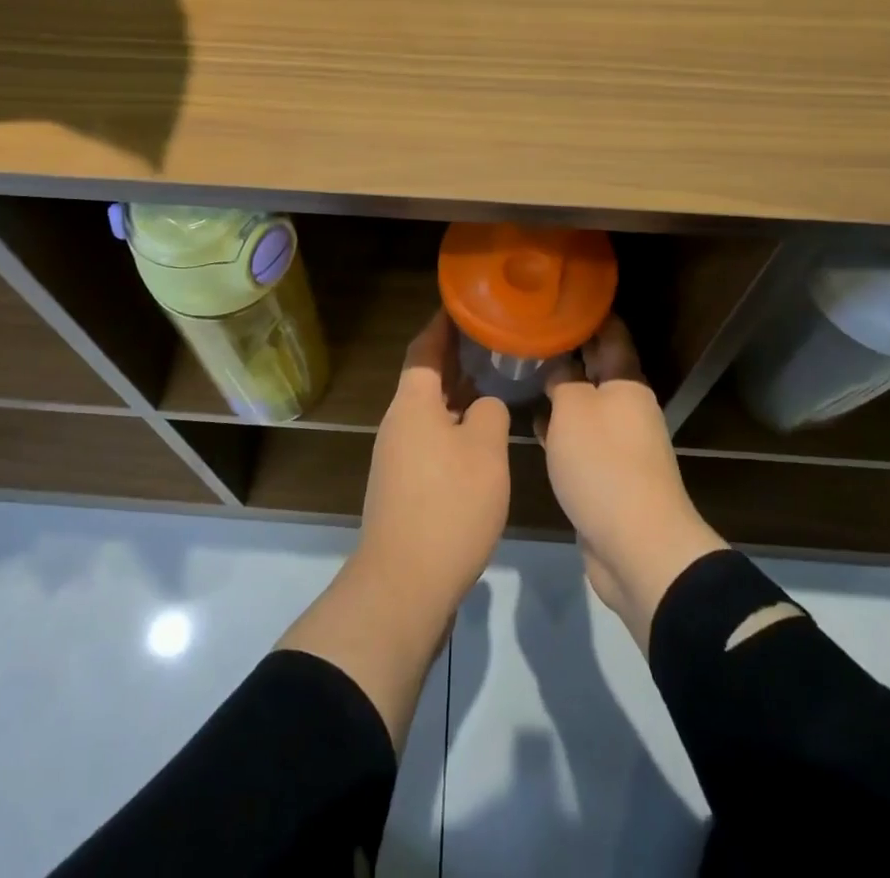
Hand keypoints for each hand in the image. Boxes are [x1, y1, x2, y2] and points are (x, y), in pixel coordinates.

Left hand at [355, 310, 511, 613]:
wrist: (405, 584)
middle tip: (489, 338)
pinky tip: (480, 434)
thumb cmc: (448, 506)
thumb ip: (488, 413)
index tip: (462, 305)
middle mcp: (399, 423)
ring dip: (456, 393)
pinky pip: (431, 439)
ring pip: (429, 411)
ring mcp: (398, 457)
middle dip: (454, 357)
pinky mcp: (404, 487)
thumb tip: (482, 405)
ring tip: (491, 378)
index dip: (442, 325)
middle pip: (425, 379)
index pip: (424, 349)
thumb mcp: (484, 451)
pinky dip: (454, 425)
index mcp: (413, 404)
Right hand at [539, 317, 726, 648]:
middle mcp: (627, 407)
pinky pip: (581, 438)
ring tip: (524, 371)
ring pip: (586, 403)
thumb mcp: (573, 410)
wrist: (637, 547)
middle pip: (597, 367)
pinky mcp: (608, 474)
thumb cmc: (603, 465)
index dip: (588, 313)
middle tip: (529, 331)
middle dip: (568, 349)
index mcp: (626, 382)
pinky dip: (560, 428)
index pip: (610, 333)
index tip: (559, 296)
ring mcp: (619, 442)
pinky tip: (535, 424)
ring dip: (561, 390)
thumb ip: (562, 381)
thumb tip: (559, 368)